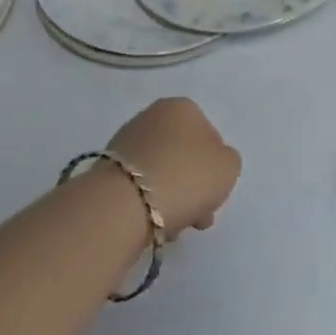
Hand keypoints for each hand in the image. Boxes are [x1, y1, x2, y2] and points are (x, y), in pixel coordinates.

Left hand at [107, 98, 241, 234]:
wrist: (127, 203)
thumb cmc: (187, 176)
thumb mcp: (228, 167)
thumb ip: (226, 161)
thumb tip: (208, 165)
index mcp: (182, 107)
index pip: (209, 135)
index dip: (215, 166)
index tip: (215, 192)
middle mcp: (151, 116)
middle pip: (183, 156)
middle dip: (193, 187)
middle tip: (199, 216)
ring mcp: (125, 142)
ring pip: (161, 173)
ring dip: (172, 199)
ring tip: (174, 227)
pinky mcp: (107, 170)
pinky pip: (139, 188)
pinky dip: (149, 204)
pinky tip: (153, 225)